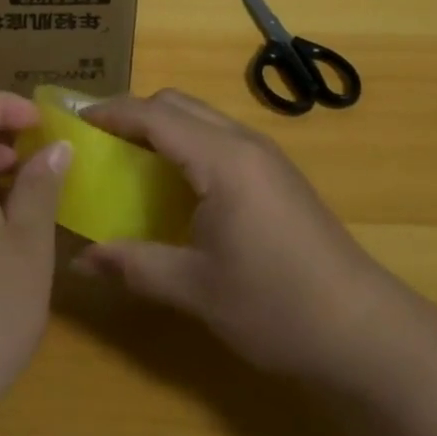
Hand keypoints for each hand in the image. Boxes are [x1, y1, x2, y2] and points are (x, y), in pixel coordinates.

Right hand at [73, 89, 392, 380]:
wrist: (363, 331)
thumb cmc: (275, 305)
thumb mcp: (195, 288)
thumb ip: (133, 265)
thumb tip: (79, 260)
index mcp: (221, 158)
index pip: (154, 114)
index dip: (110, 112)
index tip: (73, 122)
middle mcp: (243, 142)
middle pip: (177, 104)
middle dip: (133, 114)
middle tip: (97, 143)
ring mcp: (265, 156)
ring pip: (201, 119)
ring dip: (162, 127)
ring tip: (127, 160)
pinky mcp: (277, 175)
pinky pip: (219, 138)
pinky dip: (186, 145)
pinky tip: (174, 186)